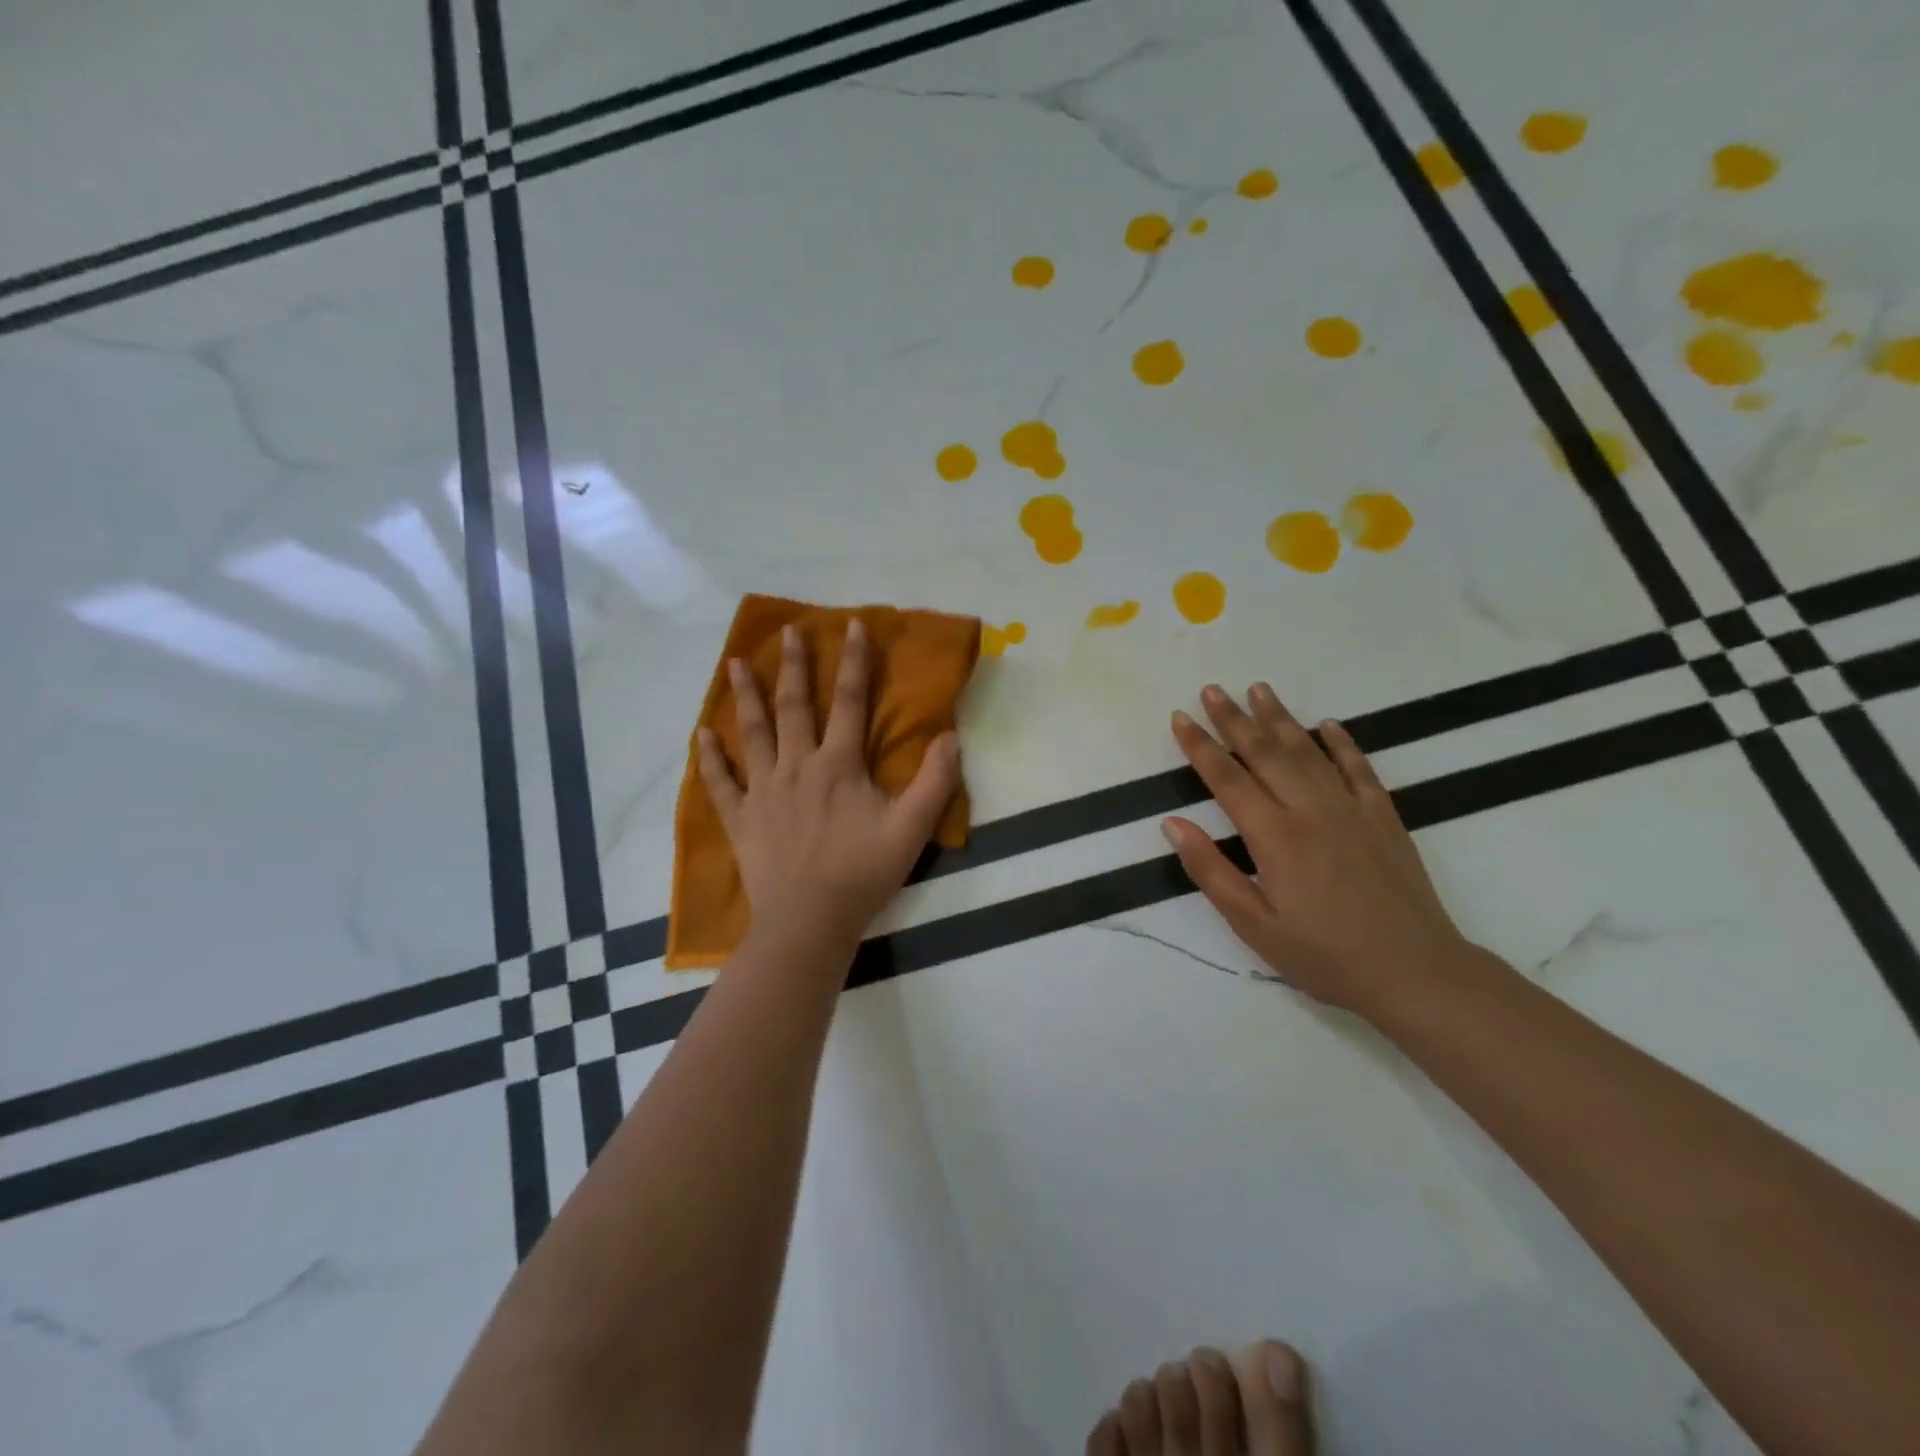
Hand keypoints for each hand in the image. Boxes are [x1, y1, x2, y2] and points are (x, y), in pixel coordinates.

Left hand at [697, 619, 961, 961]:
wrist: (809, 921)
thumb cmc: (862, 873)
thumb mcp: (912, 829)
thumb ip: (935, 781)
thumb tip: (950, 736)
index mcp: (838, 765)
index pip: (849, 701)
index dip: (854, 661)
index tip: (852, 625)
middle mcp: (796, 766)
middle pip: (793, 706)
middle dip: (792, 665)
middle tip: (788, 631)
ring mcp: (763, 791)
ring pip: (752, 733)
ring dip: (745, 696)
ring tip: (734, 663)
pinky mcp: (741, 818)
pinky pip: (721, 782)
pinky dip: (710, 758)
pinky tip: (701, 735)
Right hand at [1163, 682, 1468, 1014]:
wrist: (1416, 973)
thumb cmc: (1324, 955)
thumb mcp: (1253, 925)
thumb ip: (1211, 871)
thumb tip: (1173, 824)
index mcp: (1275, 837)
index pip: (1227, 779)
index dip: (1200, 746)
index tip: (1180, 718)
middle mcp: (1311, 810)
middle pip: (1265, 753)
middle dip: (1234, 719)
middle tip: (1212, 689)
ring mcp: (1351, 810)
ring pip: (1308, 751)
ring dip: (1280, 718)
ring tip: (1258, 689)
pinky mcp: (1384, 818)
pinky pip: (1359, 769)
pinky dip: (1342, 743)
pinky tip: (1327, 725)